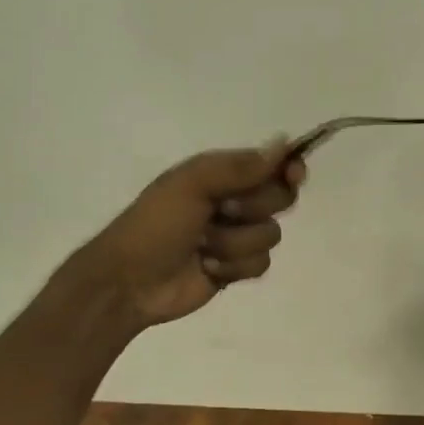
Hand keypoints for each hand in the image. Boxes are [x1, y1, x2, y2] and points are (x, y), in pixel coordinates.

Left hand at [79, 140, 306, 329]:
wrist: (130, 281)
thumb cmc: (156, 223)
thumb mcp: (193, 184)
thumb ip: (240, 166)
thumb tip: (284, 143)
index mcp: (223, 174)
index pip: (272, 164)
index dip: (288, 169)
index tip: (293, 175)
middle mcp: (236, 200)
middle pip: (280, 198)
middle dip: (254, 208)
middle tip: (223, 211)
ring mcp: (237, 236)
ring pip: (270, 235)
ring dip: (235, 243)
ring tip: (203, 246)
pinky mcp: (237, 268)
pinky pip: (261, 264)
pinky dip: (234, 267)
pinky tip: (207, 268)